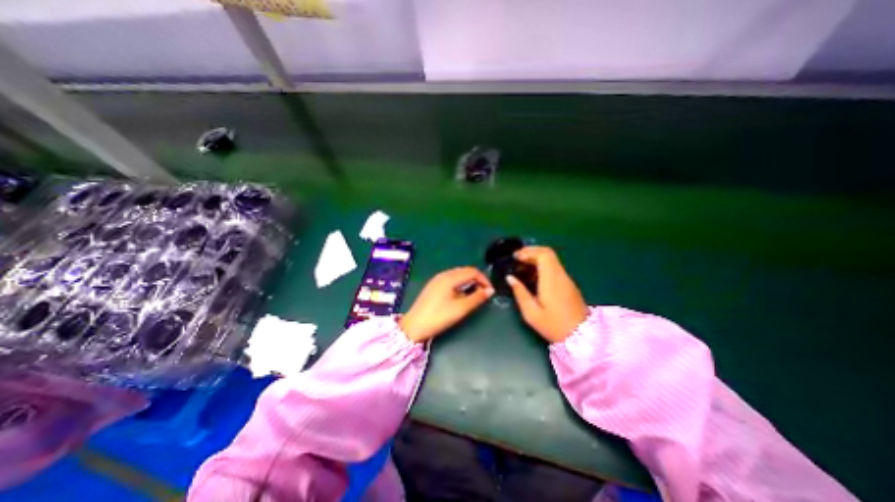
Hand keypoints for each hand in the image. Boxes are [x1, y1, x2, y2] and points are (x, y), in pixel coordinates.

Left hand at [400, 268, 495, 344]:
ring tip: (474, 295)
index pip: (472, 271)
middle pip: (465, 271)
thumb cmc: (439, 317)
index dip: (484, 279)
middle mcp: (443, 274)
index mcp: (450, 277)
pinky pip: (451, 280)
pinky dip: (460, 284)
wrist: (414, 326)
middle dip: (477, 280)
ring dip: (468, 282)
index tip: (490, 291)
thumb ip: (477, 298)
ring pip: (458, 275)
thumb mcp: (461, 309)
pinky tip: (460, 295)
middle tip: (484, 293)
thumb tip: (490, 290)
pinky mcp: (433, 286)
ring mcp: (437, 279)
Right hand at [506, 245, 592, 343]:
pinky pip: (555, 267)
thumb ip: (520, 293)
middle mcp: (561, 276)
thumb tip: (510, 278)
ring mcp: (567, 279)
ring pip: (552, 259)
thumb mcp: (531, 313)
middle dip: (531, 251)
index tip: (515, 257)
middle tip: (517, 257)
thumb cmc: (553, 325)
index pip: (543, 255)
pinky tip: (533, 274)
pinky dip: (542, 264)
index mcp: (551, 280)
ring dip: (537, 257)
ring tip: (522, 264)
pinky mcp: (569, 284)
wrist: (582, 337)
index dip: (528, 252)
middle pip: (548, 253)